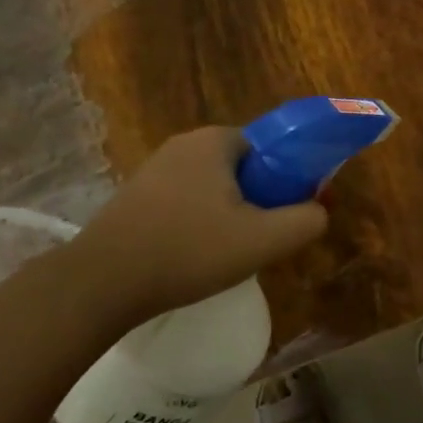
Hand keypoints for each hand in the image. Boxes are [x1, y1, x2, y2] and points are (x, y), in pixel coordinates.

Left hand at [66, 127, 328, 327]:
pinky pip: (185, 201)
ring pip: (214, 186)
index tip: (287, 214)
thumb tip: (319, 210)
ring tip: (228, 253)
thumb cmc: (189, 251)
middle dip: (258, 199)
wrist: (103, 282)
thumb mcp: (264, 240)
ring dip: (229, 214)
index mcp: (215, 141)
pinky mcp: (135, 195)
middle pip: (243, 167)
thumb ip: (307, 220)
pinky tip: (194, 255)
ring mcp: (155, 168)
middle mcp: (184, 144)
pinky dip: (198, 222)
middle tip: (261, 238)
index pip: (270, 148)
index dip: (287, 179)